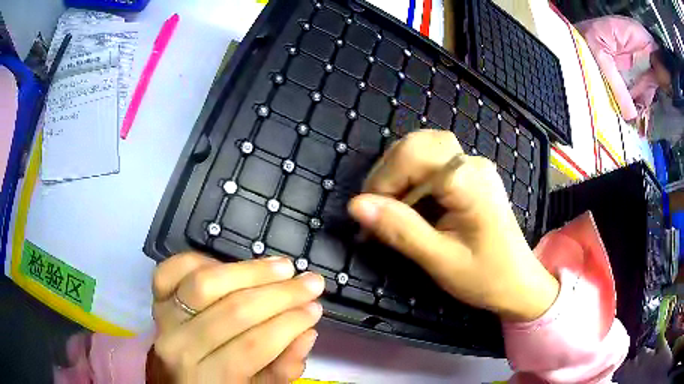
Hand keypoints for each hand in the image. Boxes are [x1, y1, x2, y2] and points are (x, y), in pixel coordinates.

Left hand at [151, 253, 324, 382]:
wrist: (177, 379)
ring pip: (205, 283)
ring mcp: (164, 317)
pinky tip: (229, 264)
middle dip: (280, 294)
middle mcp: (180, 346)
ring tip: (283, 267)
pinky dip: (202, 259)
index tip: (316, 308)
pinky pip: (174, 269)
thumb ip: (282, 368)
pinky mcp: (156, 297)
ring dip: (250, 271)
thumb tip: (307, 332)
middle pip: (233, 311)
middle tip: (311, 283)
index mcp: (209, 378)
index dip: (290, 323)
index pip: (254, 345)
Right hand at [348, 130, 558, 321]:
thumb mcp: (440, 261)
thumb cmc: (485, 277)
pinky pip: (434, 164)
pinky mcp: (471, 177)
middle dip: (390, 172)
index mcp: (469, 181)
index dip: (384, 180)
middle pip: (418, 144)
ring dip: (399, 174)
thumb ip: (400, 231)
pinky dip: (413, 180)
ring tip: (390, 207)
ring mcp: (473, 168)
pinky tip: (410, 205)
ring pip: (424, 150)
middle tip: (377, 208)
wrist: (519, 284)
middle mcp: (472, 164)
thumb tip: (356, 205)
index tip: (369, 216)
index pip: (413, 155)